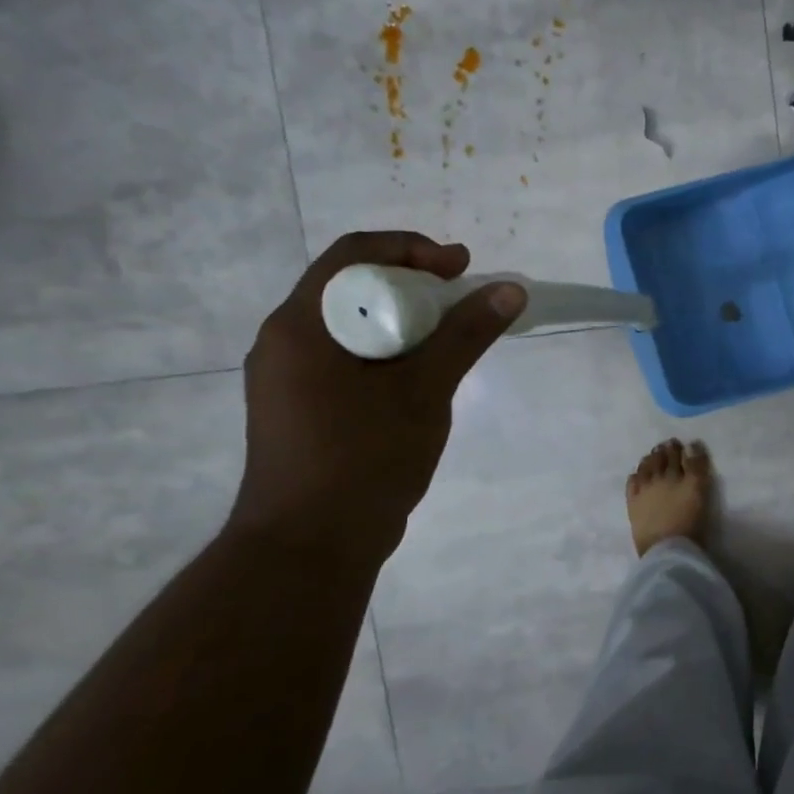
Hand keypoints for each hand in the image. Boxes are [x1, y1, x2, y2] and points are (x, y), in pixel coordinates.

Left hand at [228, 232, 525, 558]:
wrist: (310, 545)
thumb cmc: (364, 459)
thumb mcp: (424, 390)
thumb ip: (465, 335)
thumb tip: (509, 289)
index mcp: (302, 326)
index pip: (353, 254)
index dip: (412, 248)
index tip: (461, 268)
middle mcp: (284, 341)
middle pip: (350, 286)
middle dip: (411, 283)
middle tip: (462, 300)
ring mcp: (288, 377)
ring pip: (349, 324)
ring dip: (401, 318)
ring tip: (449, 337)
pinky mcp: (300, 406)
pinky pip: (346, 356)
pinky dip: (387, 350)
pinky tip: (420, 375)